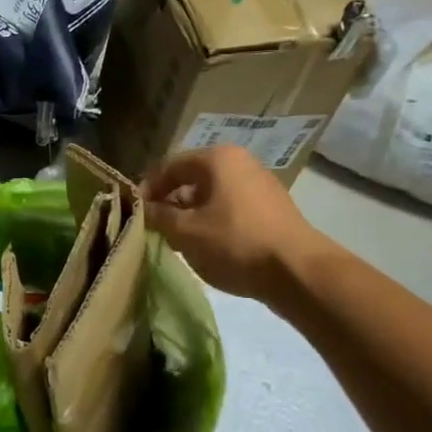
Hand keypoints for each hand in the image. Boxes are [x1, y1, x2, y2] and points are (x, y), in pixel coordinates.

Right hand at [141, 147, 333, 307]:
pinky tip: (206, 247)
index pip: (169, 166)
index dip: (146, 188)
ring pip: (210, 196)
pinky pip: (229, 209)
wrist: (297, 272)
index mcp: (217, 159)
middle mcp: (240, 163)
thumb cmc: (235, 243)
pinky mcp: (270, 209)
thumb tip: (141, 209)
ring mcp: (259, 185)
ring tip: (176, 241)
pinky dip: (212, 223)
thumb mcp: (185, 231)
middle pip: (191, 179)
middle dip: (168, 203)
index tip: (134, 212)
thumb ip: (157, 216)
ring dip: (189, 215)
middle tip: (153, 228)